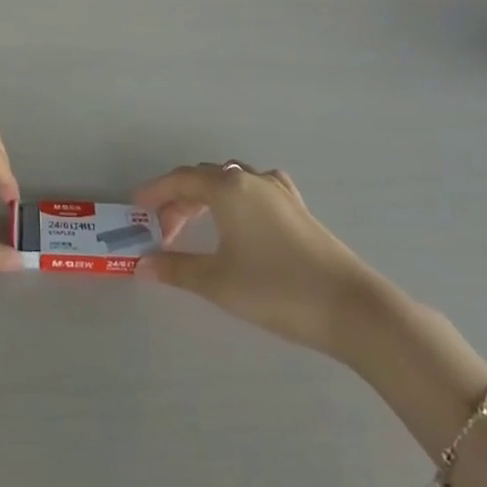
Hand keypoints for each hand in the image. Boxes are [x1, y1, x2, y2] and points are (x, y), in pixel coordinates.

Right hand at [134, 162, 386, 359]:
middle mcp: (251, 179)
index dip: (155, 193)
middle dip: (178, 200)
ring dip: (206, 198)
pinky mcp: (297, 208)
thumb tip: (142, 265)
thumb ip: (176, 269)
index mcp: (228, 187)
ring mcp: (278, 191)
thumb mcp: (217, 282)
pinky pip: (256, 189)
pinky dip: (236, 198)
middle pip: (203, 178)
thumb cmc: (275, 289)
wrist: (350, 308)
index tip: (136, 210)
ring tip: (195, 226)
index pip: (180, 180)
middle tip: (162, 232)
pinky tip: (240, 216)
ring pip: (231, 181)